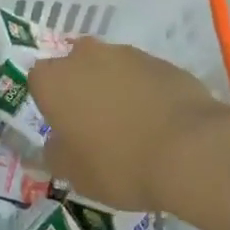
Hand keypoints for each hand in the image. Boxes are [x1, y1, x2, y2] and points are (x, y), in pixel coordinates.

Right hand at [30, 39, 229, 215]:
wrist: (191, 151)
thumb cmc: (119, 163)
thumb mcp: (74, 174)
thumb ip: (56, 153)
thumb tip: (55, 143)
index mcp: (55, 80)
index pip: (38, 81)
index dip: (49, 104)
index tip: (63, 128)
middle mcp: (86, 56)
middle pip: (75, 66)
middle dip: (81, 88)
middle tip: (94, 124)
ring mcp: (127, 55)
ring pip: (110, 67)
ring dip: (114, 87)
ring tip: (131, 124)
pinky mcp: (162, 62)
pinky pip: (142, 75)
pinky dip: (144, 91)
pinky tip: (158, 121)